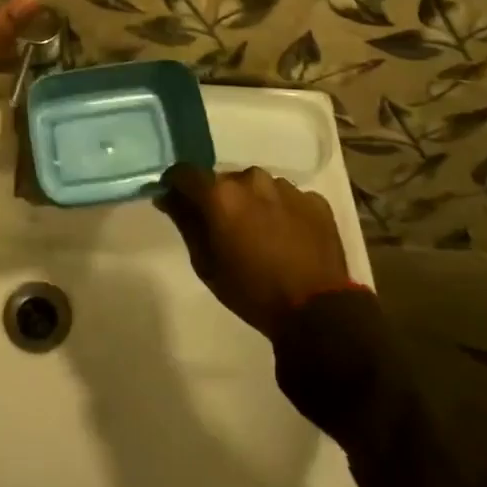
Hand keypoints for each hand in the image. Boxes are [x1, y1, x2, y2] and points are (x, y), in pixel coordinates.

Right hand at [157, 167, 358, 337]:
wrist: (318, 313)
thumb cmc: (252, 292)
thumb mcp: (206, 264)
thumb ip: (185, 223)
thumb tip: (168, 197)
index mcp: (220, 193)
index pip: (185, 173)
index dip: (178, 186)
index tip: (178, 201)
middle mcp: (252, 179)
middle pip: (224, 180)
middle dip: (220, 198)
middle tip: (226, 228)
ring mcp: (286, 187)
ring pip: (258, 187)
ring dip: (253, 204)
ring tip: (261, 235)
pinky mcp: (315, 200)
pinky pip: (288, 199)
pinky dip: (283, 213)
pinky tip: (288, 239)